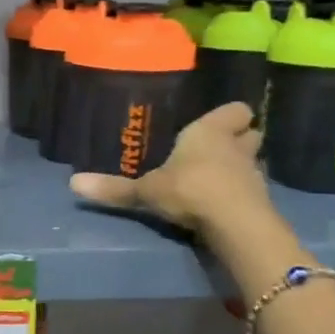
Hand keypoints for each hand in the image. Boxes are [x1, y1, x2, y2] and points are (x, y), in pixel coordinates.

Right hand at [70, 102, 275, 246]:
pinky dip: (243, 195)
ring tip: (221, 179)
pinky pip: (253, 191)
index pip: (235, 110)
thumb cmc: (189, 189)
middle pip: (250, 134)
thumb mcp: (145, 191)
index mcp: (210, 131)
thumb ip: (114, 188)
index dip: (230, 116)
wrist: (234, 223)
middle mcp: (236, 147)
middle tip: (220, 149)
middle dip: (239, 140)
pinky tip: (226, 206)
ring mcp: (254, 174)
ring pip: (253, 163)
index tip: (219, 123)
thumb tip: (73, 183)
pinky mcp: (262, 202)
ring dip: (241, 168)